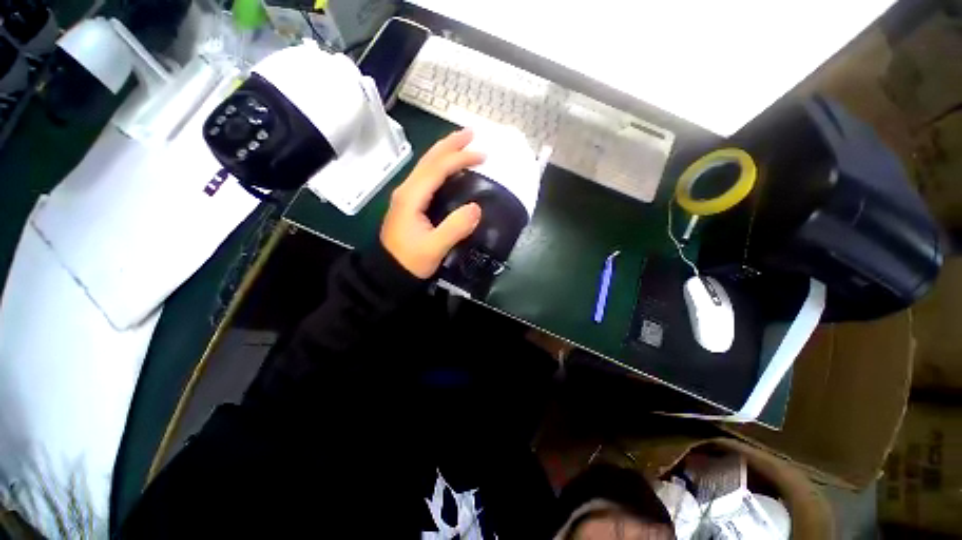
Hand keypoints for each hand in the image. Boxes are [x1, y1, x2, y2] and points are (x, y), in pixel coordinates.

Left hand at [381, 129, 484, 278]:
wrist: (388, 272)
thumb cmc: (410, 261)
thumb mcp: (434, 248)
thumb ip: (455, 228)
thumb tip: (477, 207)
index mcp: (411, 196)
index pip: (437, 168)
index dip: (459, 158)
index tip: (482, 156)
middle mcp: (407, 190)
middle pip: (429, 159)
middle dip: (450, 144)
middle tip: (472, 134)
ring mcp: (407, 195)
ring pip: (426, 166)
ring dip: (445, 152)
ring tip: (463, 144)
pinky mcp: (410, 203)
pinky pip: (427, 177)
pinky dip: (441, 166)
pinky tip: (450, 169)